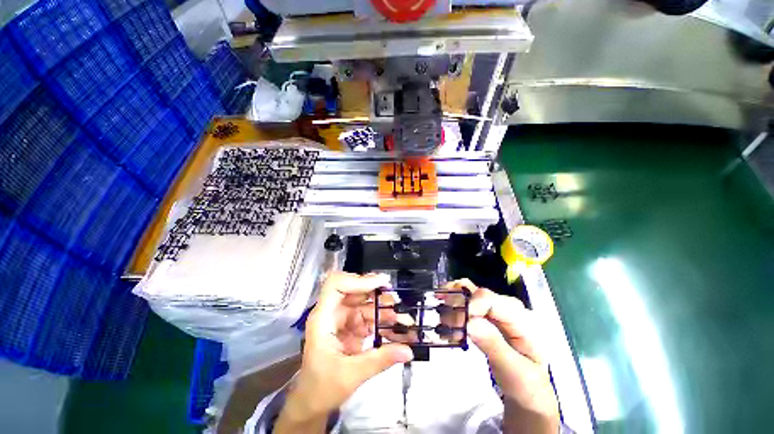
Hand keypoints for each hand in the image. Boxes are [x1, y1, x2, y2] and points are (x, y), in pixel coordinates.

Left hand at [275, 272, 413, 432]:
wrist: (312, 404)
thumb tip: (408, 350)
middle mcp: (332, 313)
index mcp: (323, 318)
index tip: (381, 284)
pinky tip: (398, 330)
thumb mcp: (351, 375)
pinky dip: (383, 323)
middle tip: (398, 300)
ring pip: (365, 304)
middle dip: (377, 294)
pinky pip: (369, 319)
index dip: (358, 280)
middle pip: (355, 292)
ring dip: (385, 310)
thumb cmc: (321, 388)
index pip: (336, 285)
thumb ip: (380, 360)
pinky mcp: (351, 328)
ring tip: (405, 319)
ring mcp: (342, 320)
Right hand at [438, 279, 558, 433]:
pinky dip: (452, 306)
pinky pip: (466, 302)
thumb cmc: (527, 386)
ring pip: (468, 293)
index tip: (456, 324)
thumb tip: (470, 322)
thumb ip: (494, 346)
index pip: (490, 299)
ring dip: (452, 303)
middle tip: (445, 325)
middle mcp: (508, 308)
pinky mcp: (486, 315)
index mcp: (521, 318)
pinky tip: (444, 318)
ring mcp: (496, 310)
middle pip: (476, 293)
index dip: (469, 306)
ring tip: (443, 324)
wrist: (529, 395)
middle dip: (457, 304)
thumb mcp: (515, 371)